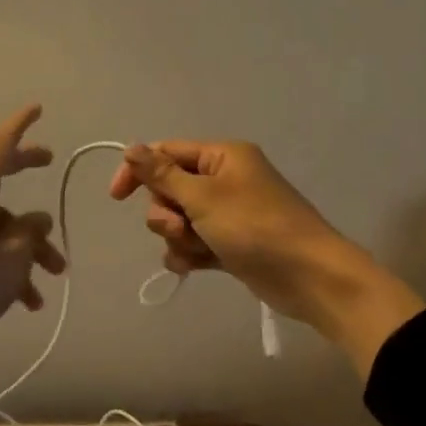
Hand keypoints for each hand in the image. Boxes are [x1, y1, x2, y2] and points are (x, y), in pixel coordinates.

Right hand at [110, 140, 424, 373]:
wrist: (309, 277)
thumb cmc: (255, 227)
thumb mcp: (203, 197)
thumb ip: (163, 174)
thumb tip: (131, 147)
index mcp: (222, 157)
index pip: (166, 152)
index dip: (138, 172)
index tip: (116, 197)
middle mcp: (224, 179)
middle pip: (170, 189)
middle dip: (166, 213)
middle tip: (182, 227)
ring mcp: (228, 213)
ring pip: (179, 219)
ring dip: (178, 236)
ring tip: (198, 250)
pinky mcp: (230, 243)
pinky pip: (194, 241)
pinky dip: (190, 253)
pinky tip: (194, 267)